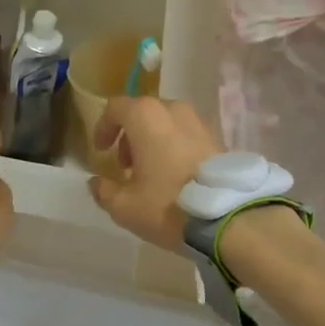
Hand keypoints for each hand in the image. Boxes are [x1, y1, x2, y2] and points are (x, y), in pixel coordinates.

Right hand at [86, 97, 222, 251]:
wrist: (227, 217)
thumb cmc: (167, 205)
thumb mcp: (124, 206)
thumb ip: (104, 190)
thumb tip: (97, 183)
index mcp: (146, 117)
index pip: (116, 108)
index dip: (103, 127)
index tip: (100, 151)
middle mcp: (174, 110)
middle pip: (143, 113)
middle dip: (130, 136)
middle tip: (125, 165)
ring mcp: (200, 122)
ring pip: (167, 123)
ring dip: (153, 141)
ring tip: (151, 172)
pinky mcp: (218, 138)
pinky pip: (187, 135)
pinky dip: (175, 147)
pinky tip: (175, 176)